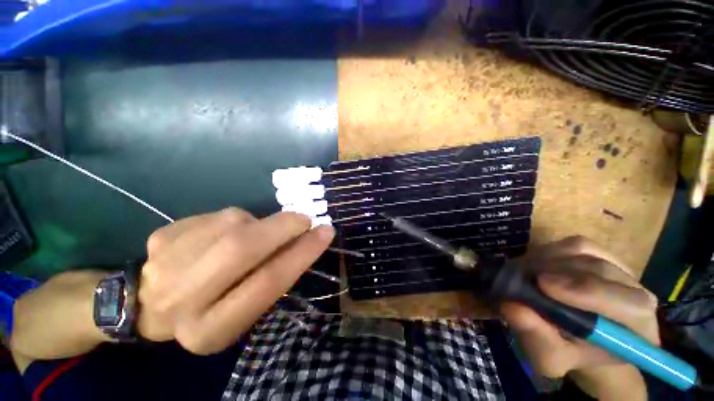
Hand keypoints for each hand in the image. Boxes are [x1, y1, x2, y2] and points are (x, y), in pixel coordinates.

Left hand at [137, 208, 333, 354]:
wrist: (147, 305)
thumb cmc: (210, 312)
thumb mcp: (244, 310)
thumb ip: (271, 278)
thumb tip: (303, 240)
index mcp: (211, 330)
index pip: (268, 283)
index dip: (303, 253)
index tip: (326, 232)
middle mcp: (182, 299)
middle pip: (242, 248)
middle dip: (283, 227)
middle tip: (304, 219)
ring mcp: (166, 262)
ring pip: (231, 223)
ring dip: (258, 223)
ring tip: (258, 233)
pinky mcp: (162, 236)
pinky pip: (216, 215)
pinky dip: (235, 220)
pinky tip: (226, 233)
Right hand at [500, 236, 658, 399]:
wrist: (575, 337)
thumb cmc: (566, 351)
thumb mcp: (549, 357)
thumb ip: (537, 337)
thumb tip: (512, 306)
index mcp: (637, 330)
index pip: (630, 304)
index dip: (586, 291)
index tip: (542, 284)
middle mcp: (637, 293)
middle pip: (601, 271)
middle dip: (556, 272)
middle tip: (522, 276)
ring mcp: (620, 269)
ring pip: (586, 252)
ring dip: (549, 260)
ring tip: (526, 272)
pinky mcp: (601, 254)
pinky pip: (576, 244)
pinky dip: (551, 251)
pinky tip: (538, 264)